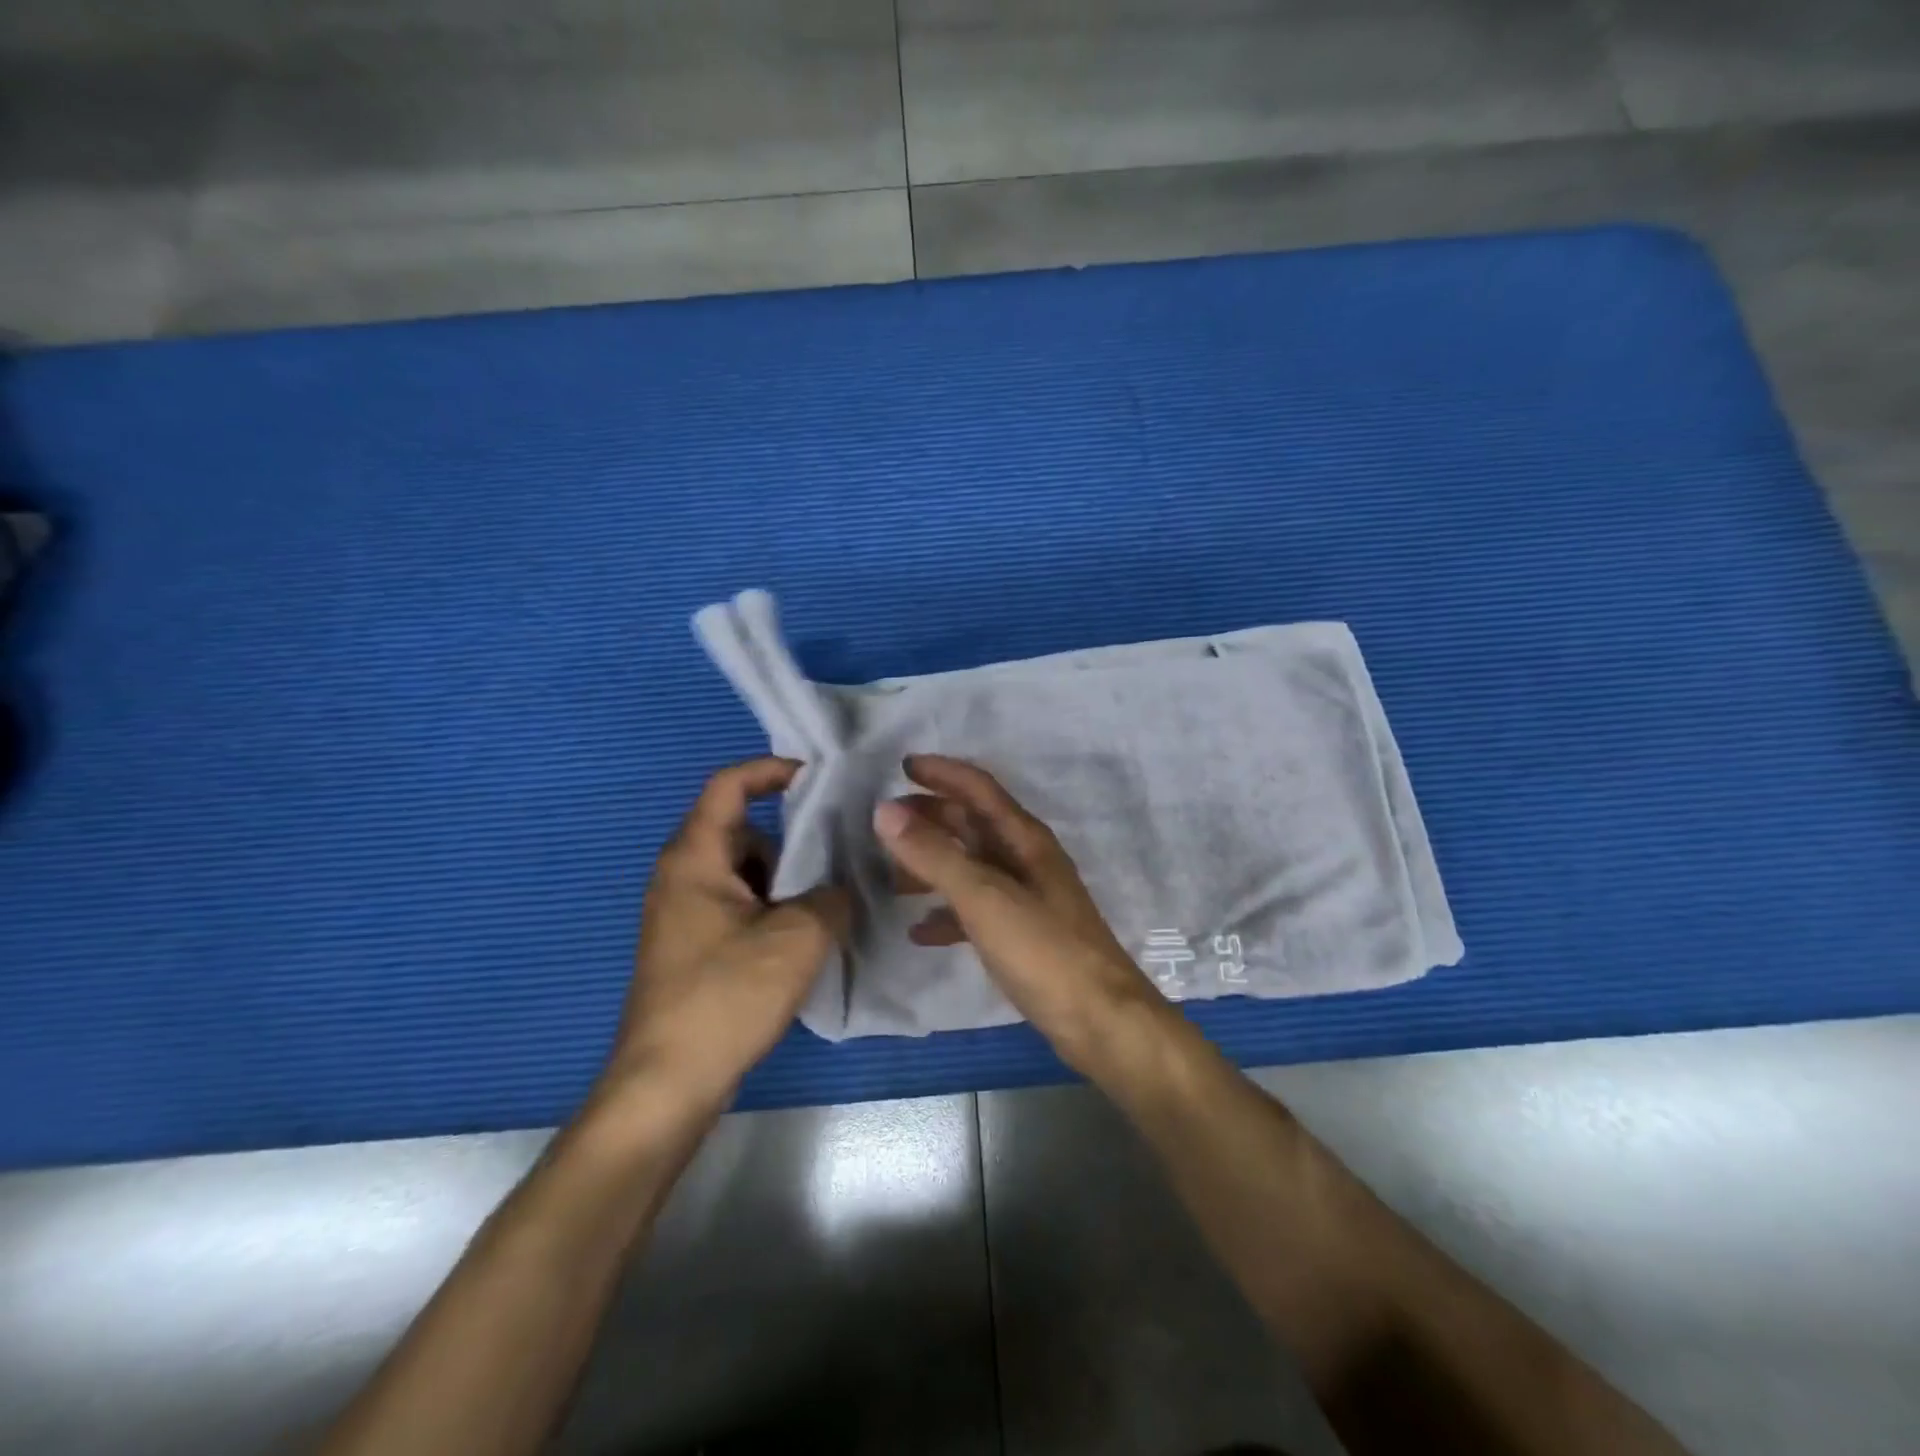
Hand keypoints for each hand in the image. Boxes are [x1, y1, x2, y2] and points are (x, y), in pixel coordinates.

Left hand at [603, 757, 848, 1115]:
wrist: (668, 1083)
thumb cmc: (727, 995)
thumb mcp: (799, 937)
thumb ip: (832, 896)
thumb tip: (840, 889)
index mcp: (695, 858)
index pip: (728, 785)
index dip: (770, 770)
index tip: (816, 779)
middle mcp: (680, 876)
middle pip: (742, 830)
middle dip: (790, 839)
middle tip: (836, 854)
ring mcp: (682, 913)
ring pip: (743, 872)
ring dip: (784, 880)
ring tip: (825, 903)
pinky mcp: (691, 946)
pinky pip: (737, 905)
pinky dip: (770, 908)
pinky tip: (800, 940)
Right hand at [872, 754, 1163, 1069]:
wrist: (1101, 1021)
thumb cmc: (1044, 950)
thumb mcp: (984, 898)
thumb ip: (934, 855)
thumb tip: (885, 810)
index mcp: (1024, 839)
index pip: (979, 788)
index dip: (942, 772)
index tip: (902, 765)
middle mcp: (1026, 860)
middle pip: (973, 826)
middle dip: (930, 818)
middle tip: (885, 822)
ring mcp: (1026, 898)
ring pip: (971, 868)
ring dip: (933, 866)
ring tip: (890, 877)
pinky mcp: (1023, 936)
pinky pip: (976, 912)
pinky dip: (947, 914)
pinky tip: (919, 932)